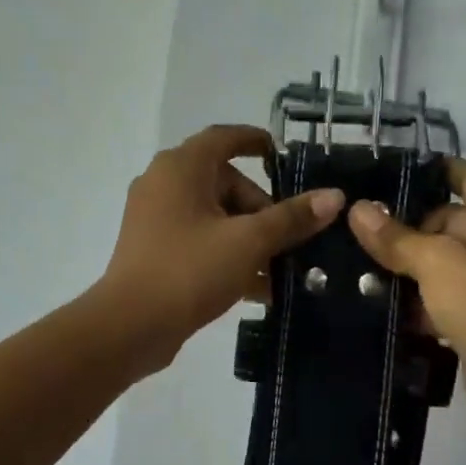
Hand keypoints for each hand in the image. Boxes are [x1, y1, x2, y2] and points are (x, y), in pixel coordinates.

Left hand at [99, 125, 344, 373]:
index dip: (256, 142)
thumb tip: (334, 197)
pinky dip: (228, 256)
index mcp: (182, 168)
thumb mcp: (249, 242)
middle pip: (224, 183)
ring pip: (215, 218)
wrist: (131, 326)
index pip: (225, 138)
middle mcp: (164, 185)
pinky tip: (258, 289)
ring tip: (282, 270)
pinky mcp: (155, 252)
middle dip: (262, 210)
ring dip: (250, 239)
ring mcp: (156, 220)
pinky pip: (200, 243)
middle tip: (290, 239)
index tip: (283, 157)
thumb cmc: (189, 271)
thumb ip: (291, 218)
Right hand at [347, 158, 465, 435]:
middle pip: (446, 221)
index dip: (425, 173)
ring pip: (439, 264)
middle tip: (350, 232)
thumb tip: (358, 209)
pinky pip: (439, 298)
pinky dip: (414, 301)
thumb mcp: (439, 264)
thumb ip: (397, 238)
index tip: (376, 176)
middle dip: (402, 230)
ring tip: (351, 265)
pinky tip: (372, 303)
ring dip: (403, 269)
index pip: (464, 176)